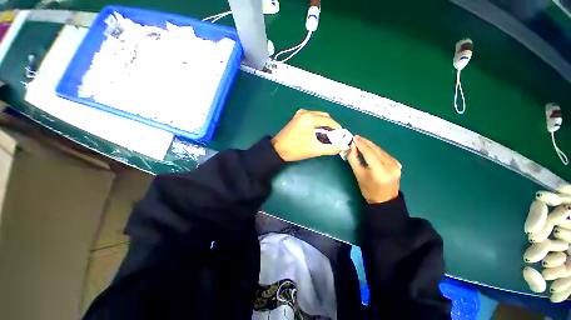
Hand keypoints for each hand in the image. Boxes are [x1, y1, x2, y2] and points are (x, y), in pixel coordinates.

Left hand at [272, 109, 342, 161]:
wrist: (277, 150)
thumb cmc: (296, 149)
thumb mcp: (315, 150)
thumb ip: (331, 148)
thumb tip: (343, 146)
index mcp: (310, 118)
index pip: (329, 120)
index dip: (337, 128)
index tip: (342, 136)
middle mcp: (305, 112)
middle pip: (324, 116)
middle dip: (331, 126)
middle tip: (334, 136)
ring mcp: (300, 114)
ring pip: (318, 116)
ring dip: (324, 124)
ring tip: (327, 135)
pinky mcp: (296, 118)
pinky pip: (311, 118)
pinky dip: (317, 123)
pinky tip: (317, 132)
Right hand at [347, 135, 401, 203]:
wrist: (385, 200)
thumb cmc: (368, 190)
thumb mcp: (358, 175)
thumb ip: (353, 160)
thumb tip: (351, 147)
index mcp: (380, 171)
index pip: (370, 153)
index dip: (361, 144)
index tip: (353, 138)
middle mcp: (391, 166)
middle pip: (376, 150)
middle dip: (365, 142)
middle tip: (355, 137)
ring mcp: (396, 164)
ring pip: (380, 150)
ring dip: (370, 145)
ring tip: (360, 141)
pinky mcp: (397, 164)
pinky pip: (384, 153)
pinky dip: (375, 149)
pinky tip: (369, 148)